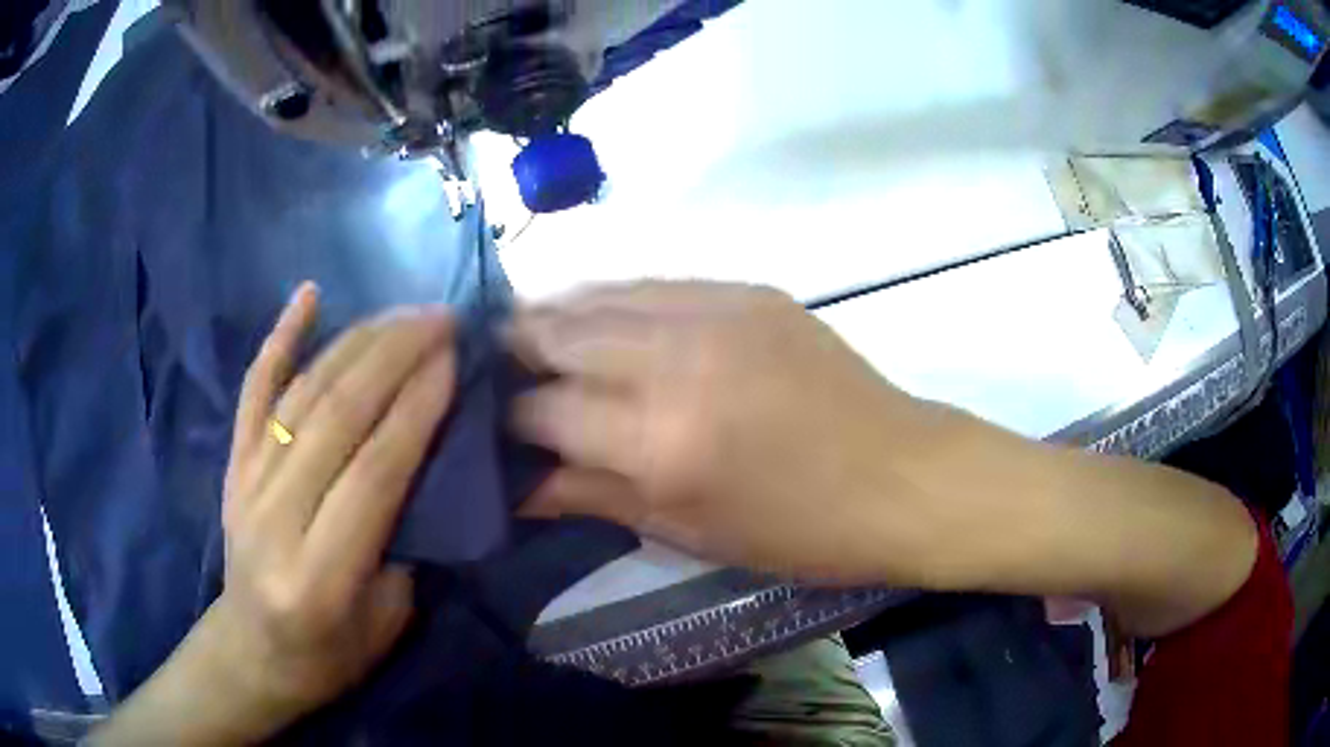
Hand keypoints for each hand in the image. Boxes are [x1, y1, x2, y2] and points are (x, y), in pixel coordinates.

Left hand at [93, 285, 457, 744]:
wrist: (251, 651)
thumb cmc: (329, 653)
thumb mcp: (388, 622)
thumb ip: (405, 541)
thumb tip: (424, 459)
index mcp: (321, 574)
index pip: (374, 472)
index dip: (416, 408)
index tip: (454, 358)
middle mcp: (276, 517)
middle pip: (336, 417)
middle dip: (394, 357)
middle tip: (441, 318)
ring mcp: (247, 481)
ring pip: (303, 392)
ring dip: (357, 342)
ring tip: (403, 311)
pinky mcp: (233, 463)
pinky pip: (255, 389)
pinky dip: (280, 338)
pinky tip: (307, 294)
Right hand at [509, 281, 963, 584]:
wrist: (901, 477)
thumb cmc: (798, 531)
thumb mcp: (688, 531)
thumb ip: (593, 494)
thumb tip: (518, 483)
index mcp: (659, 440)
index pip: (546, 409)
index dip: (508, 415)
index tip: (491, 420)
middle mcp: (676, 359)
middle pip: (561, 333)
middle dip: (515, 346)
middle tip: (491, 361)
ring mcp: (716, 311)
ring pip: (602, 294)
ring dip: (556, 311)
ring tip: (527, 329)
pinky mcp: (748, 290)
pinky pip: (656, 282)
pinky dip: (614, 298)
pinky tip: (600, 314)